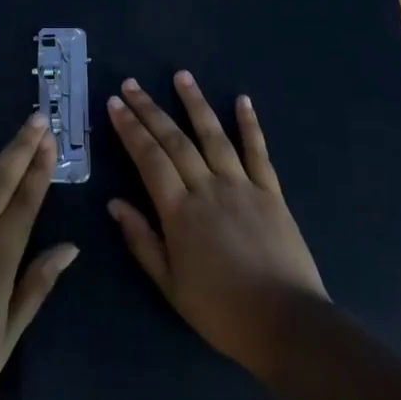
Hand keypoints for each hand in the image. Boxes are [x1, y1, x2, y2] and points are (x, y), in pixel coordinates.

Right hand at [107, 72, 327, 376]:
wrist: (286, 323)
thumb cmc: (222, 311)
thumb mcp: (171, 286)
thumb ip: (142, 241)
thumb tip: (115, 203)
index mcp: (179, 212)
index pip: (148, 159)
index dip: (130, 129)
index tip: (114, 104)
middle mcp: (208, 188)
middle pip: (174, 140)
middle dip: (149, 110)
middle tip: (131, 84)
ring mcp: (242, 185)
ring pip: (213, 135)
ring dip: (195, 104)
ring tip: (181, 76)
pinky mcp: (271, 191)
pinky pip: (258, 151)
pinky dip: (250, 124)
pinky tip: (242, 100)